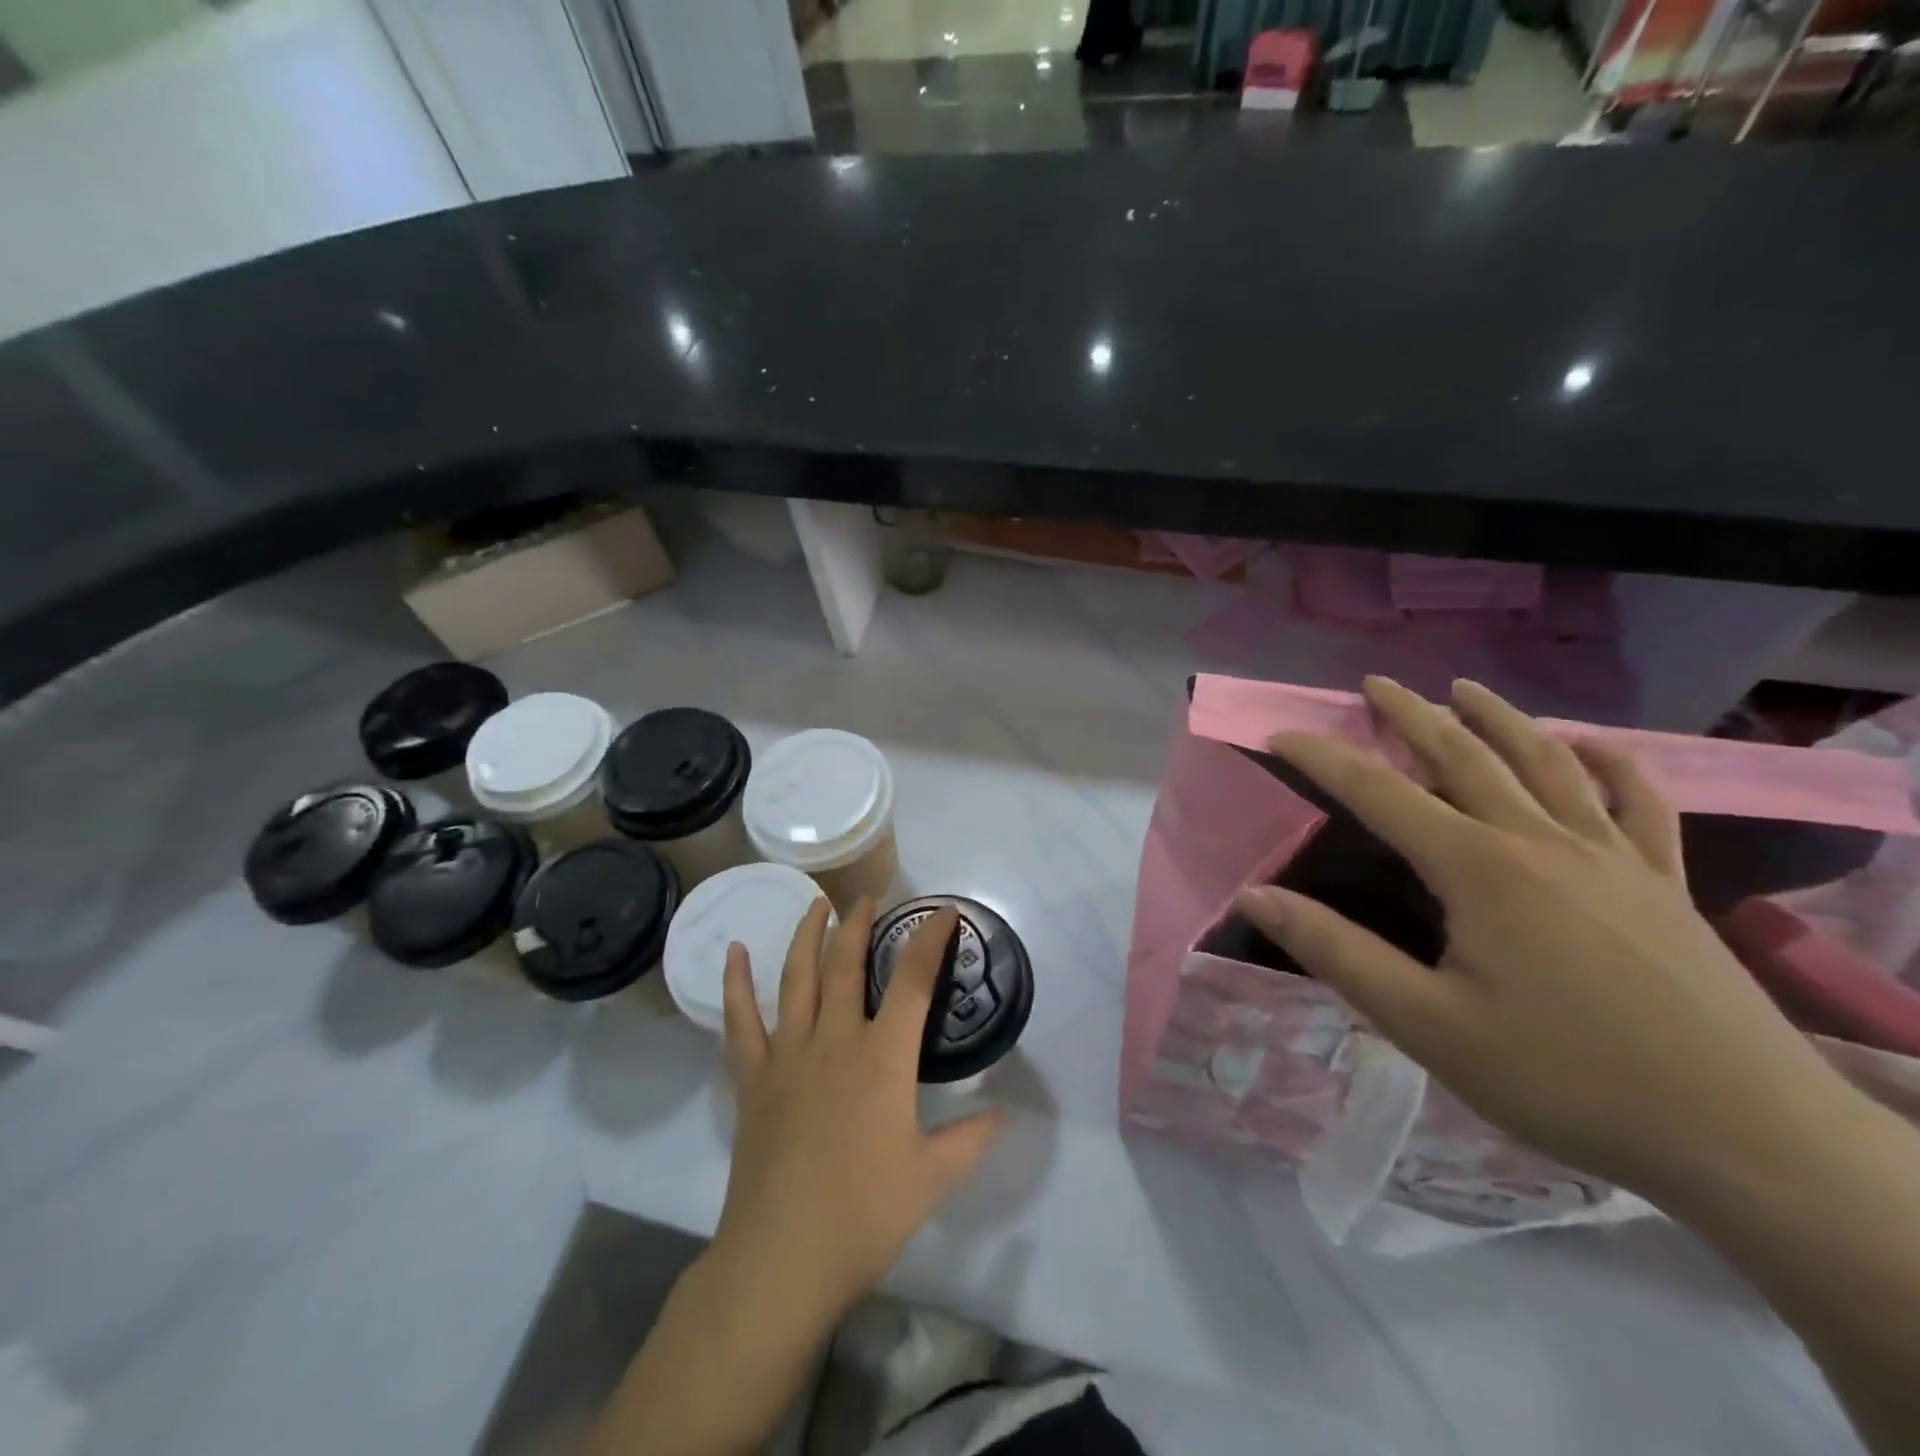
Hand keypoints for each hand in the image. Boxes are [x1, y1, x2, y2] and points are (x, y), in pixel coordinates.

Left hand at [710, 897, 1002, 1328]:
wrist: (781, 1261)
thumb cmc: (864, 1216)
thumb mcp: (932, 1180)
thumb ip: (971, 1140)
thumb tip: (1005, 1113)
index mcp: (882, 1060)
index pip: (913, 981)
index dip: (931, 940)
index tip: (943, 912)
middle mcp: (835, 1041)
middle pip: (846, 964)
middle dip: (860, 924)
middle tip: (870, 898)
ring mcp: (787, 1056)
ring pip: (796, 978)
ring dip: (807, 935)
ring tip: (818, 904)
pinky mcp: (753, 1079)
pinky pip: (740, 1021)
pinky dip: (735, 984)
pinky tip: (734, 952)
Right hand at [1233, 676, 1859, 1205]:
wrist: (1748, 1140)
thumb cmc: (1564, 1078)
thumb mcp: (1426, 1023)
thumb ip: (1335, 951)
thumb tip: (1254, 895)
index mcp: (1479, 868)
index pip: (1379, 793)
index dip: (1325, 759)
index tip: (1282, 735)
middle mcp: (1542, 841)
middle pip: (1465, 756)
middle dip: (1412, 715)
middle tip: (1374, 684)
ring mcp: (1614, 858)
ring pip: (1548, 763)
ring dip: (1501, 718)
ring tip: (1465, 688)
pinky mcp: (1667, 885)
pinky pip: (1642, 804)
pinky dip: (1615, 764)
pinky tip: (1595, 745)